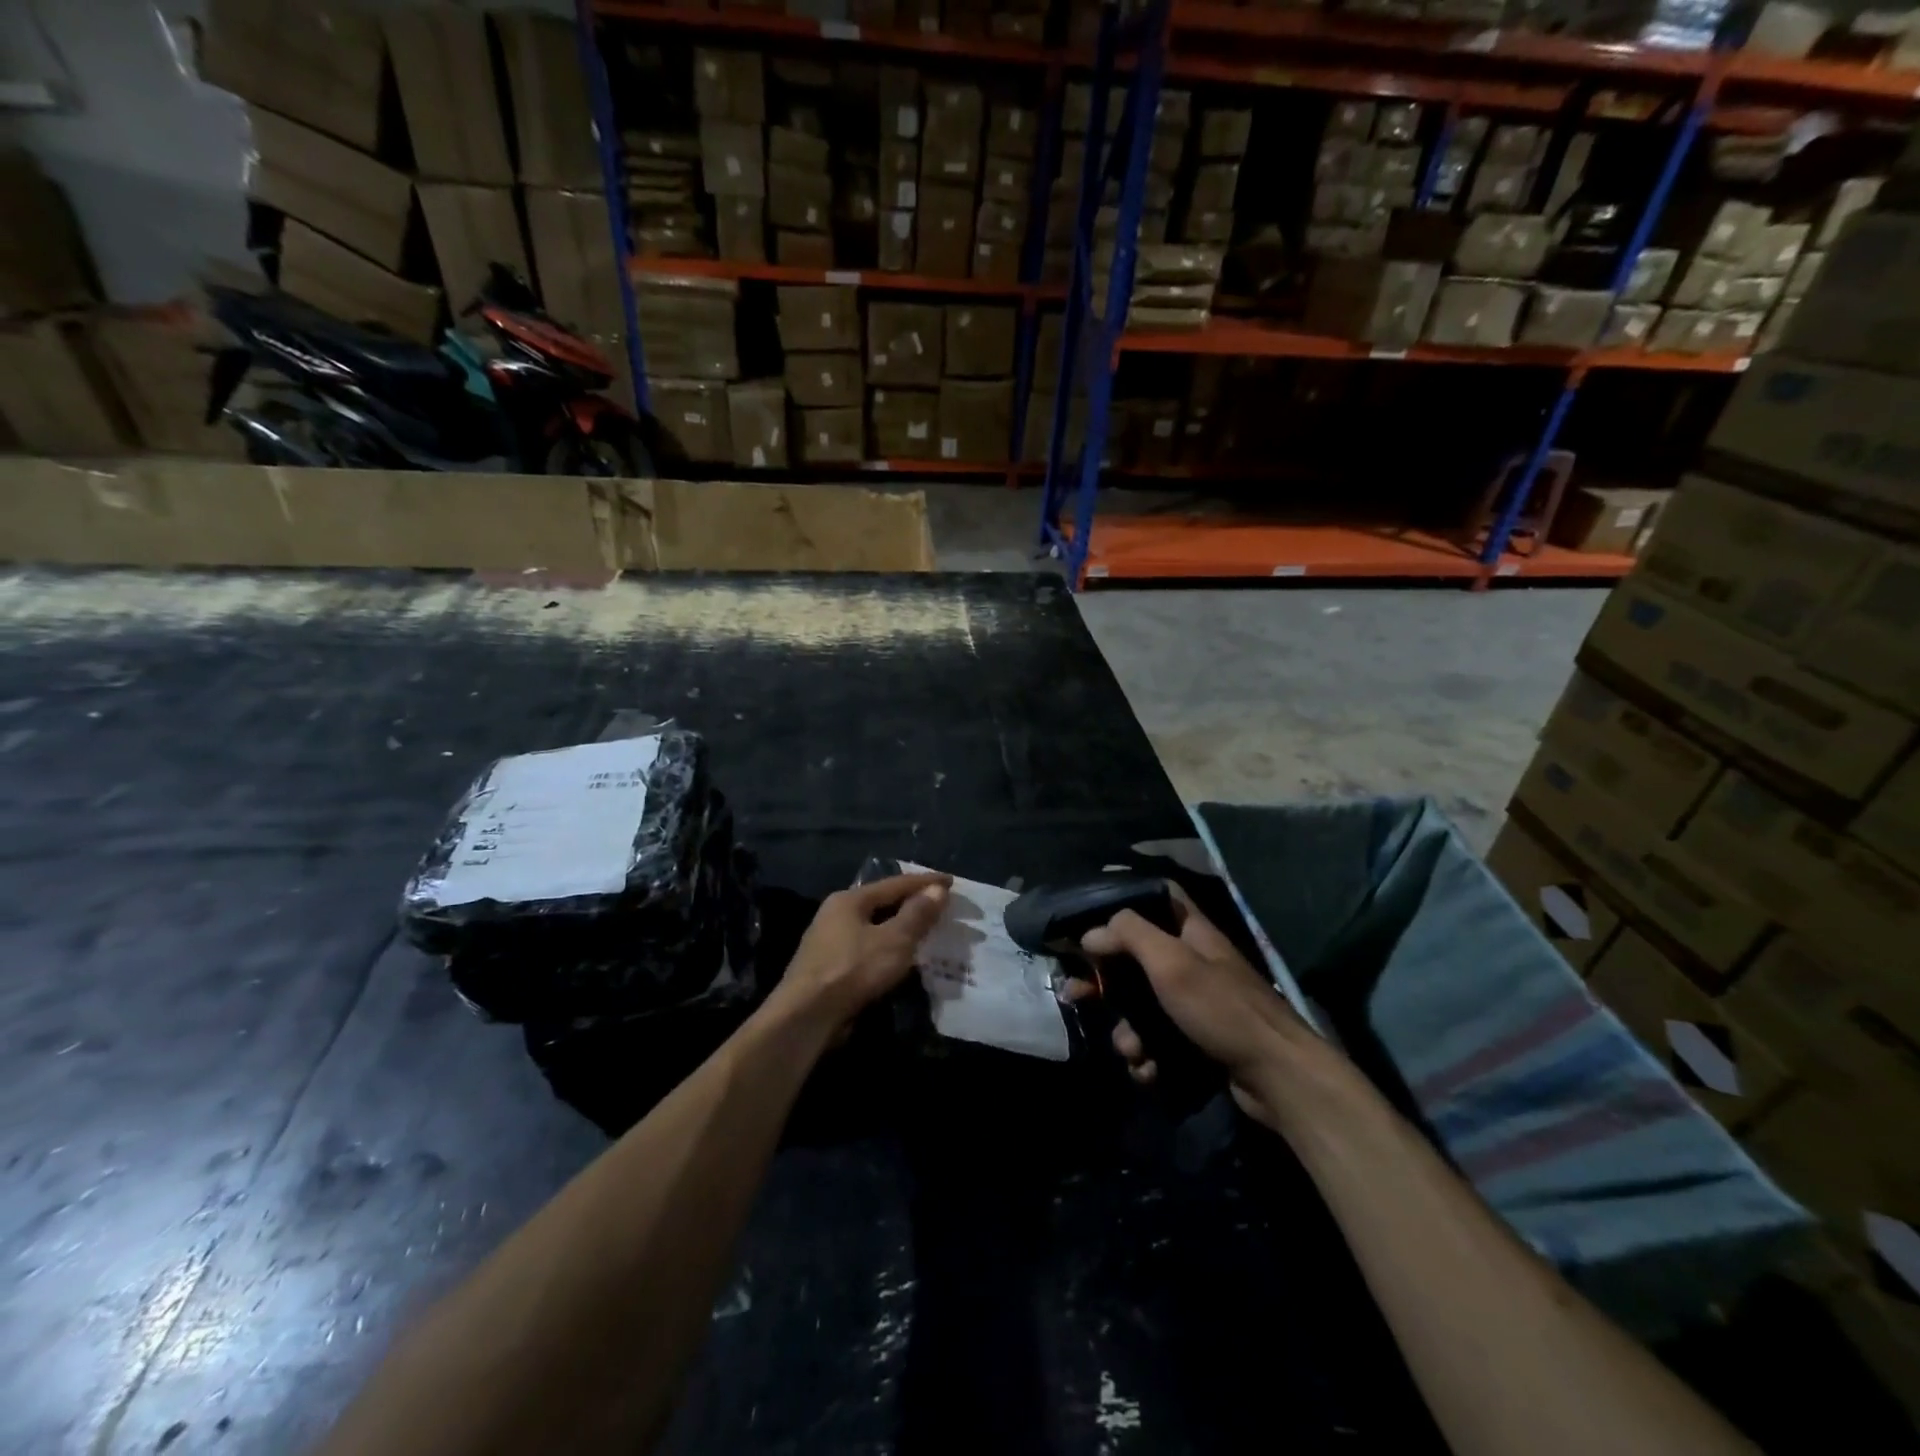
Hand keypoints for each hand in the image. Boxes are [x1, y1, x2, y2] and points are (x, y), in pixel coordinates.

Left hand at [772, 872, 951, 1030]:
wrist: (806, 1017)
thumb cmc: (853, 970)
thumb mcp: (894, 941)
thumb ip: (917, 914)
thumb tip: (937, 889)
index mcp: (850, 899)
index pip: (895, 884)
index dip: (925, 882)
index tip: (951, 881)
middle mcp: (835, 914)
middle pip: (882, 903)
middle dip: (911, 904)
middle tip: (939, 906)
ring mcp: (828, 941)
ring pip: (873, 927)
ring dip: (899, 928)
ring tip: (924, 932)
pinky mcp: (828, 967)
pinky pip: (866, 948)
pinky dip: (886, 948)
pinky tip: (899, 959)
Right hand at [1068, 885, 1317, 1128]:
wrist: (1277, 1077)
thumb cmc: (1222, 1008)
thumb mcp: (1172, 962)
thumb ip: (1130, 936)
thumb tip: (1091, 933)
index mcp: (1191, 933)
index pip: (1157, 898)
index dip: (1123, 902)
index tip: (1087, 916)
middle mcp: (1191, 964)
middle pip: (1135, 959)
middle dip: (1104, 980)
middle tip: (1075, 993)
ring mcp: (1193, 1006)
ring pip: (1140, 1008)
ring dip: (1127, 1031)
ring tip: (1131, 1050)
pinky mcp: (1195, 1043)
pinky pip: (1155, 1043)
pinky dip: (1146, 1057)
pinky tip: (1148, 1071)